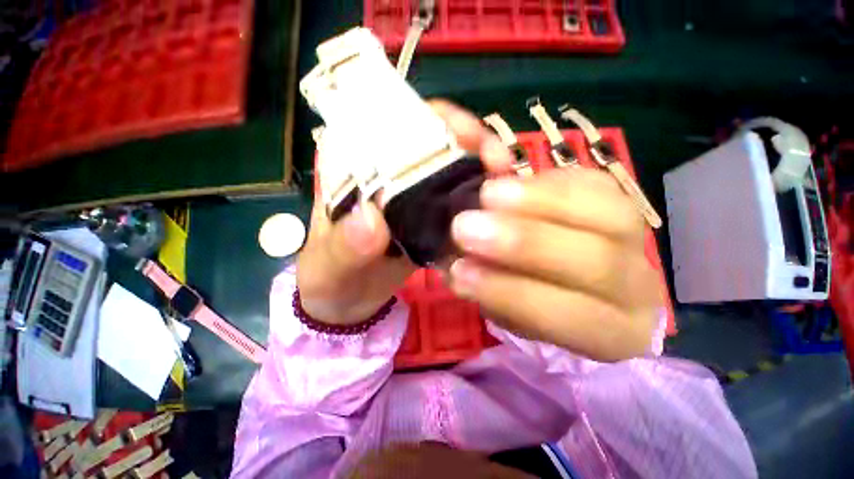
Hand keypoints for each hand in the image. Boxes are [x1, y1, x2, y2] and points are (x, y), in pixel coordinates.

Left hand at [297, 100, 512, 324]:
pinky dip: (480, 203)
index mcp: (358, 171)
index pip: (394, 124)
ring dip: (482, 171)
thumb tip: (371, 222)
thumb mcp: (331, 265)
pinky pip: (459, 205)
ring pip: (453, 172)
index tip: (465, 134)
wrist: (349, 303)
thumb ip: (344, 246)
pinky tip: (499, 212)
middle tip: (498, 161)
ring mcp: (415, 199)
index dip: (432, 121)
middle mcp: (389, 178)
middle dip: (471, 143)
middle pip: (435, 142)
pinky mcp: (430, 222)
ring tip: (507, 183)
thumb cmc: (332, 279)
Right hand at [449, 168, 659, 361]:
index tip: (459, 272)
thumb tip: (454, 269)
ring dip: (537, 201)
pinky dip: (546, 181)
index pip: (564, 316)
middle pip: (595, 262)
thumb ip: (487, 291)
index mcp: (609, 331)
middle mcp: (634, 286)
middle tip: (465, 226)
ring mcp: (634, 237)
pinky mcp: (620, 198)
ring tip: (486, 194)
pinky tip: (509, 181)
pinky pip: (592, 182)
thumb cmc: (541, 304)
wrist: (580, 282)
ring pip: (606, 213)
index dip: (507, 292)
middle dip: (522, 242)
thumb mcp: (511, 312)